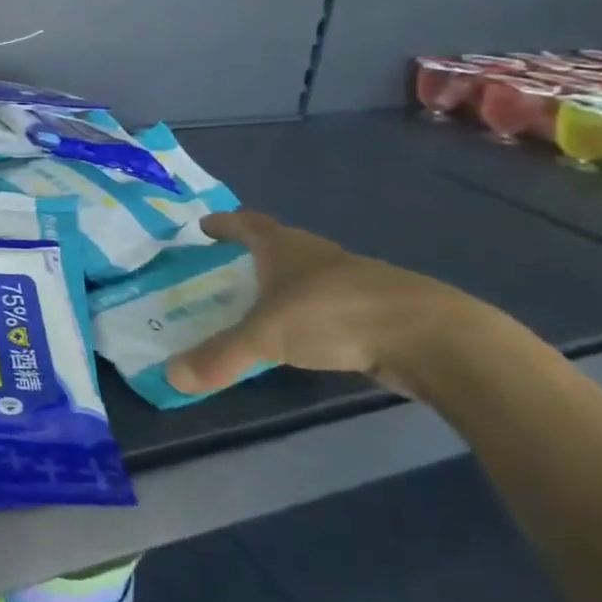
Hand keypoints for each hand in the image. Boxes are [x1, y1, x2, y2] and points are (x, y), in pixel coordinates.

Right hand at [165, 210, 501, 398]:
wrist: (430, 337)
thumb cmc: (334, 316)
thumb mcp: (266, 337)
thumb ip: (220, 356)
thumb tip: (171, 377)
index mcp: (285, 248)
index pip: (248, 225)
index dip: (225, 224)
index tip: (205, 225)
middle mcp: (318, 256)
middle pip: (280, 243)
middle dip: (254, 251)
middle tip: (227, 264)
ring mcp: (354, 281)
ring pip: (310, 274)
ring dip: (287, 282)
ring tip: (263, 301)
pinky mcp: (380, 311)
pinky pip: (333, 304)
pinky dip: (314, 312)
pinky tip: (309, 332)